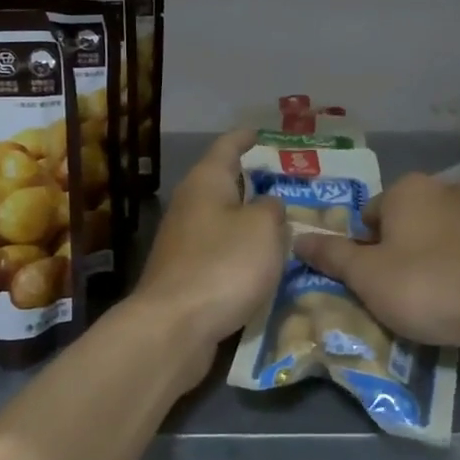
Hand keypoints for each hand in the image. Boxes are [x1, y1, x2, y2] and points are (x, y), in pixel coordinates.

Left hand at [133, 131, 287, 353]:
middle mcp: (189, 205)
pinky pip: (219, 250)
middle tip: (285, 181)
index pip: (227, 147)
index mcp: (205, 182)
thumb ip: (273, 210)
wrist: (174, 327)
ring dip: (247, 219)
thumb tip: (267, 206)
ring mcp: (183, 241)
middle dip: (251, 181)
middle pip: (222, 183)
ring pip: (222, 219)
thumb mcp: (263, 229)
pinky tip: (261, 261)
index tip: (261, 132)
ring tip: (281, 221)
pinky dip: (240, 249)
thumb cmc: (223, 265)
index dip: (245, 138)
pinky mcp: (185, 273)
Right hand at [293, 172, 459, 347]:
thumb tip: (297, 238)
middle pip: (407, 223)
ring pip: (443, 235)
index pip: (369, 217)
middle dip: (401, 252)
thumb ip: (332, 256)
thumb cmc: (427, 284)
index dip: (364, 251)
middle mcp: (445, 190)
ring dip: (436, 258)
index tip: (373, 282)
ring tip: (438, 297)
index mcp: (406, 190)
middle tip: (402, 292)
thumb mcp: (367, 276)